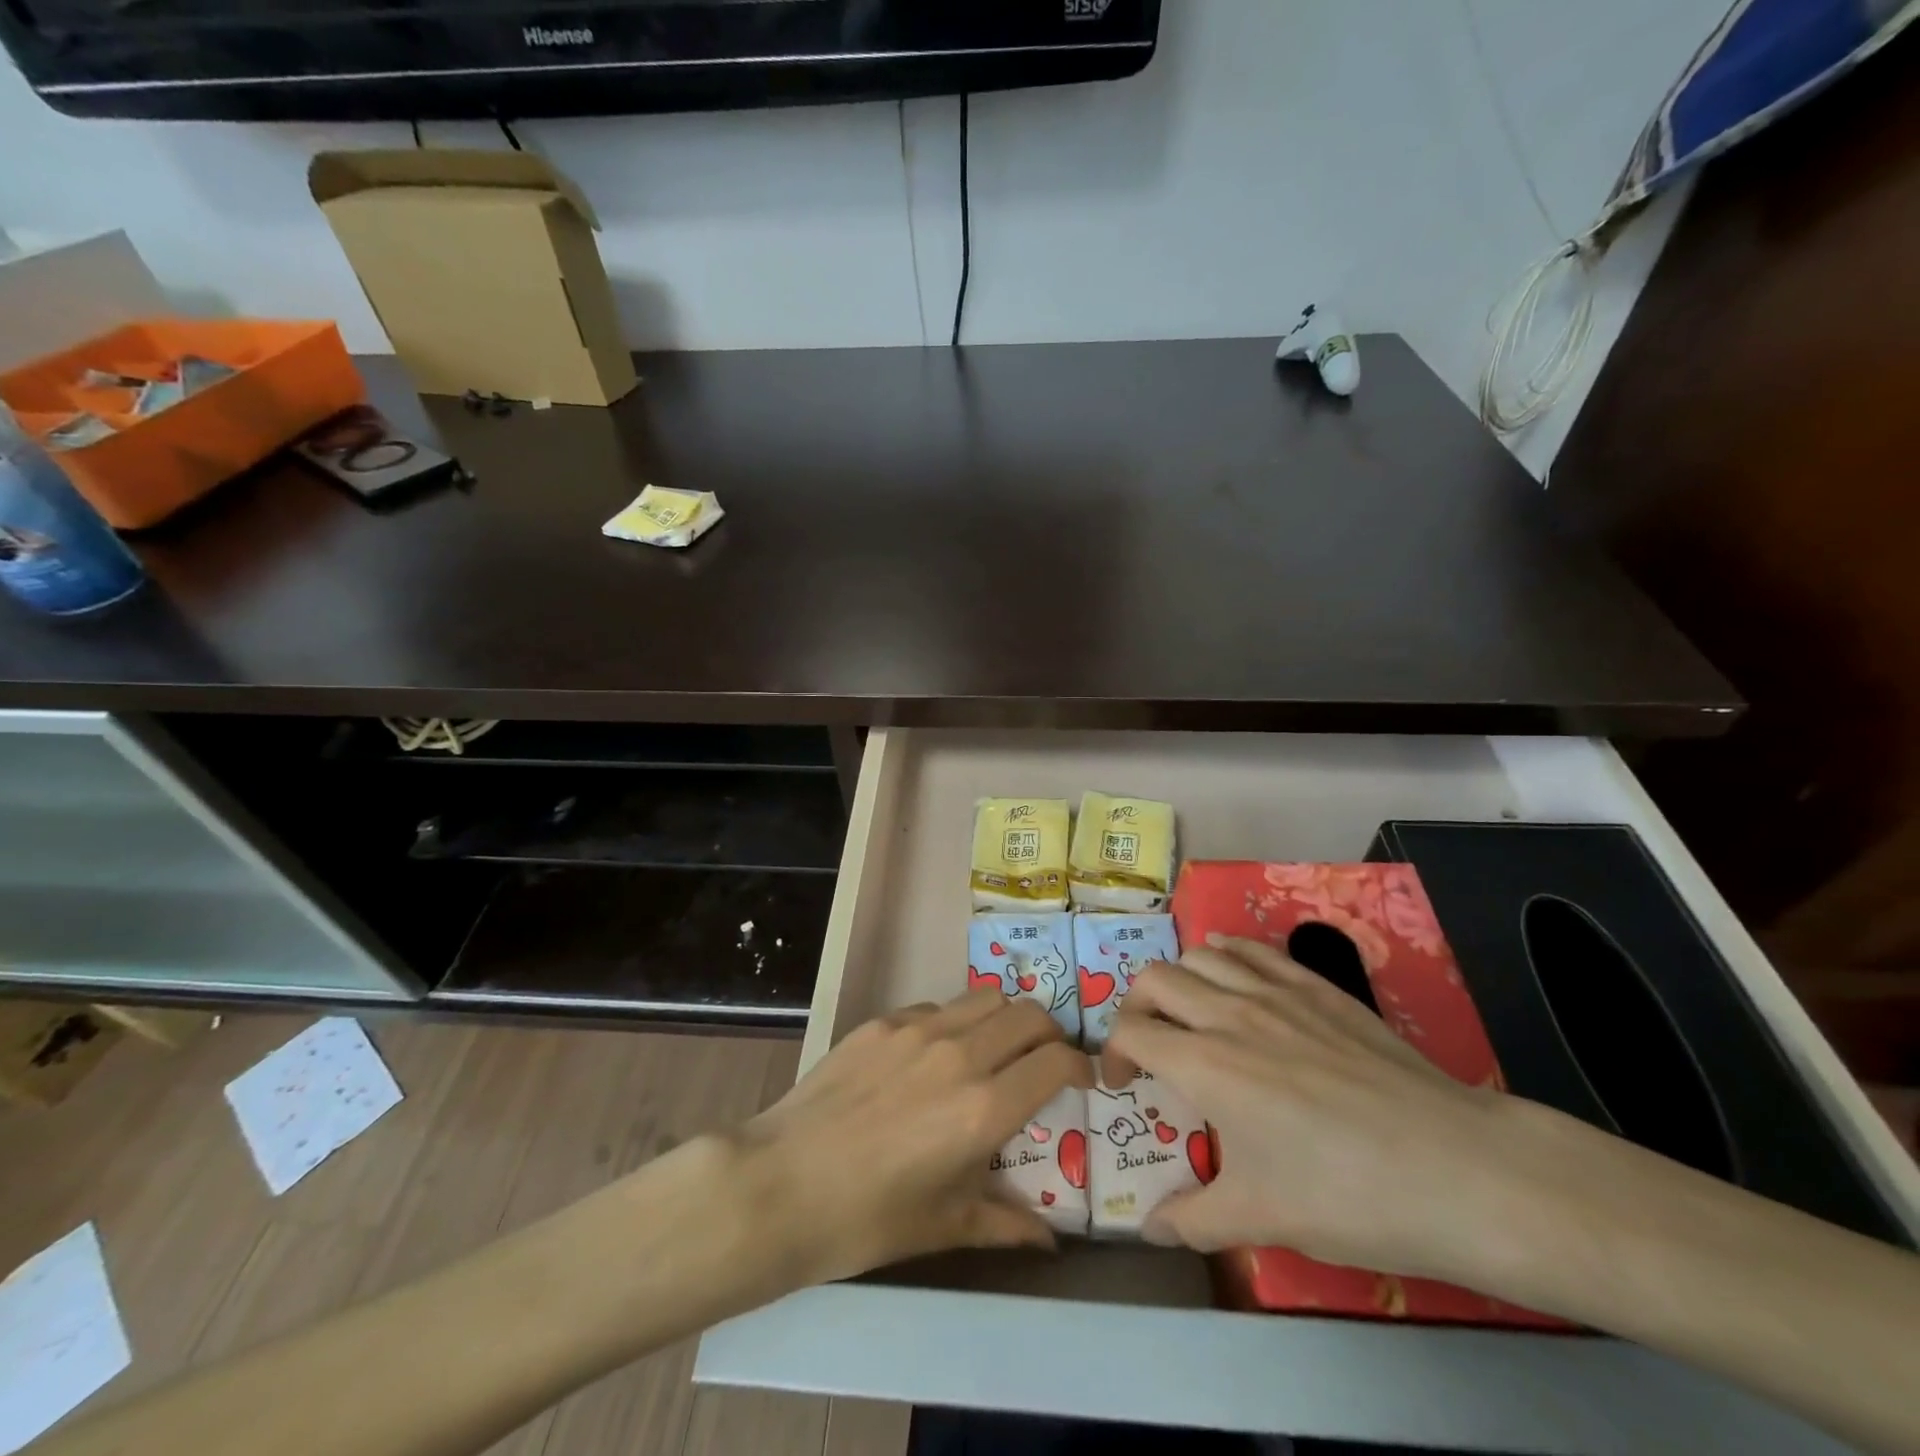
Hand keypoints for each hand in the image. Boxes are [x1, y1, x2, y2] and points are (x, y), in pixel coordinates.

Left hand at [733, 990, 1091, 1288]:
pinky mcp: (883, 1021)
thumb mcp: (944, 1226)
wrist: (780, 1184)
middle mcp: (959, 1054)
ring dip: (1005, 1019)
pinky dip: (954, 1022)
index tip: (1082, 1080)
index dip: (1080, 1066)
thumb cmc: (867, 1219)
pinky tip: (934, 1056)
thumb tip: (1050, 1242)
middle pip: (1029, 1015)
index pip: (1056, 1061)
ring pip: (986, 998)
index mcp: (983, 1108)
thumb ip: (1005, 1223)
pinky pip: (937, 1007)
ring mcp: (918, 1030)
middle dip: (1049, 1034)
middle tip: (1044, 1060)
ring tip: (997, 1048)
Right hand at [1103, 935, 1540, 1284]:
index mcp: (1204, 1065)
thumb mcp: (1263, 1219)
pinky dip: (1228, 953)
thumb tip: (1150, 1229)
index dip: (1112, 1054)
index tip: (1123, 1084)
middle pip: (1156, 980)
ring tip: (1189, 1010)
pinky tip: (1232, 971)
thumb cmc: (1348, 1196)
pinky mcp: (1317, 988)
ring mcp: (1276, 993)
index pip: (1131, 1032)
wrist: (1456, 1169)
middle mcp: (1229, 1014)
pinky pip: (1255, 950)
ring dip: (1180, 978)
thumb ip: (1194, 1220)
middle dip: (1137, 1006)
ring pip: (1201, 955)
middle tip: (1149, 1043)